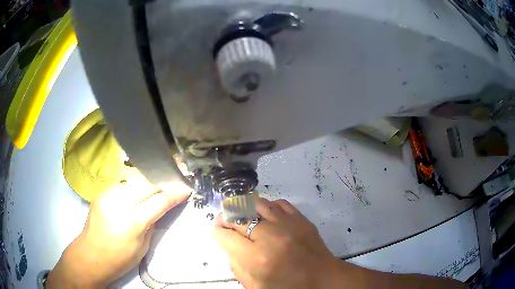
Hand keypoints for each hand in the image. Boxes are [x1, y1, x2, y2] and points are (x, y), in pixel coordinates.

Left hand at [46, 176, 190, 287]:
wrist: (91, 255)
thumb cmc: (120, 258)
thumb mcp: (143, 246)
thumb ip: (152, 222)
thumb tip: (161, 207)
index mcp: (133, 221)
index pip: (159, 200)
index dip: (175, 193)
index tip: (186, 188)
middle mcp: (120, 202)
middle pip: (147, 183)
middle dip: (164, 180)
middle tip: (176, 177)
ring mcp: (108, 194)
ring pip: (135, 179)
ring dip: (149, 181)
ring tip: (159, 182)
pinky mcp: (102, 192)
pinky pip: (123, 184)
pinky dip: (134, 185)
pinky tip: (138, 189)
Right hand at [213, 197, 347, 288]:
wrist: (323, 279)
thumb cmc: (288, 286)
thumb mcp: (255, 285)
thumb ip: (236, 265)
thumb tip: (228, 244)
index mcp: (256, 258)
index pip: (224, 235)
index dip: (216, 232)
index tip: (217, 233)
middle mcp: (270, 236)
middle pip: (237, 217)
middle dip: (227, 219)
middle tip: (226, 223)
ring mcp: (287, 224)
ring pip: (256, 204)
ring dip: (245, 209)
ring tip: (243, 216)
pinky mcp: (301, 218)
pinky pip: (278, 203)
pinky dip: (267, 207)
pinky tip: (266, 216)